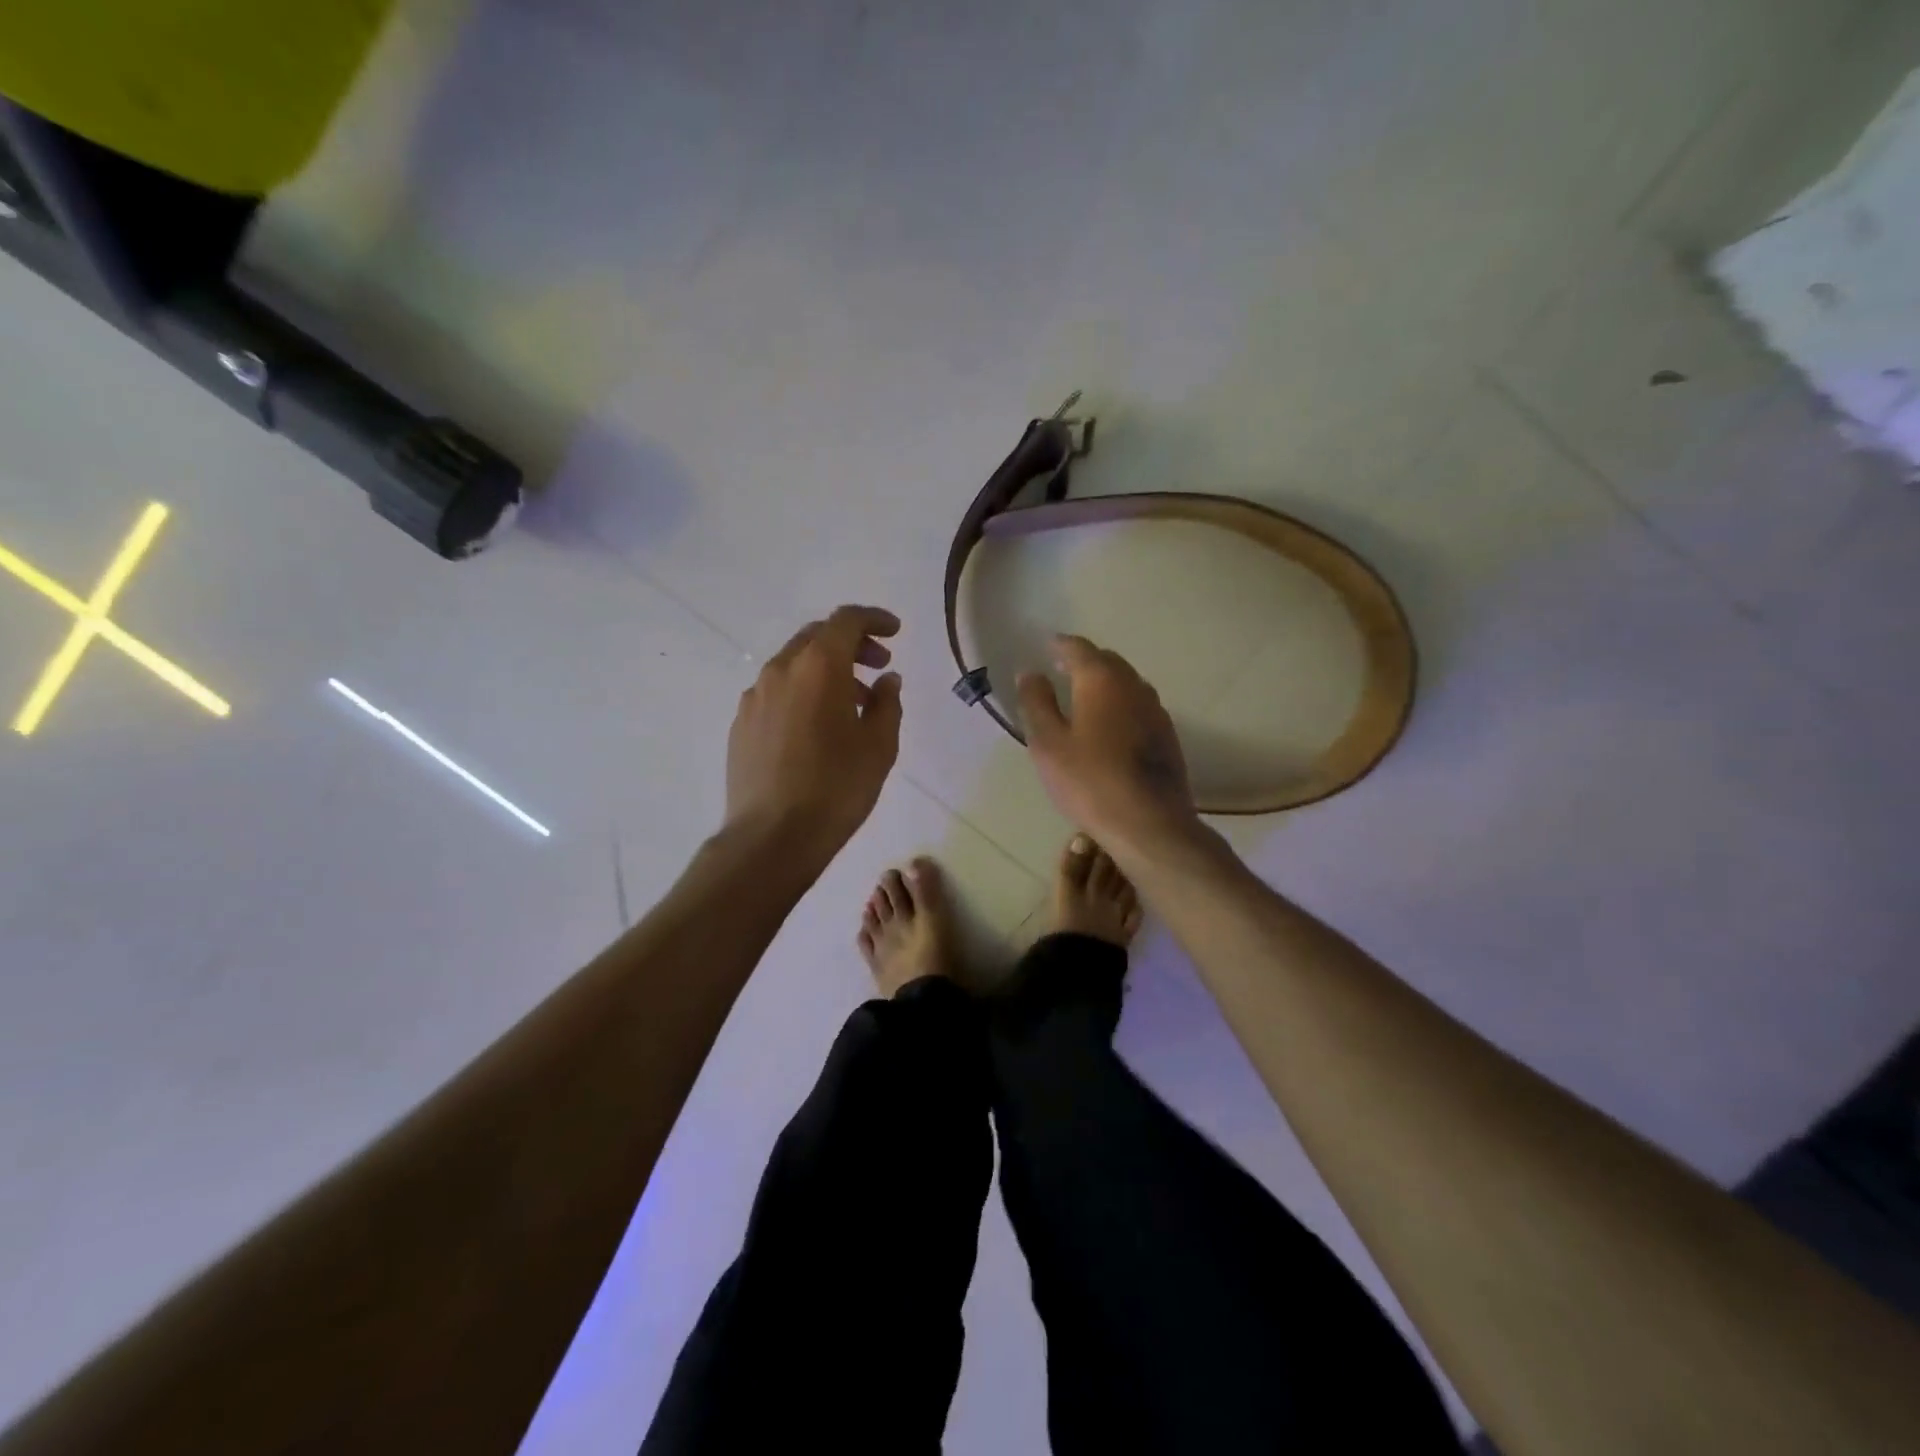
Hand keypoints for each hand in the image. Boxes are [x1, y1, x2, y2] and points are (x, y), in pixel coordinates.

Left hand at [725, 605, 903, 863]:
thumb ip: (886, 702)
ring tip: (852, 704)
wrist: (772, 837)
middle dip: (851, 644)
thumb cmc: (836, 788)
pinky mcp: (741, 724)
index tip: (895, 633)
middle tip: (878, 666)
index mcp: (818, 667)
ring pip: (795, 665)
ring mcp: (754, 697)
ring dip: (827, 671)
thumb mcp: (879, 746)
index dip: (874, 619)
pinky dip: (802, 692)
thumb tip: (886, 680)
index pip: (846, 620)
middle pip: (817, 637)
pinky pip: (776, 692)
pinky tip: (816, 728)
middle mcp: (780, 670)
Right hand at [1017, 634, 1200, 851]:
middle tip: (1062, 668)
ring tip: (1084, 694)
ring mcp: (1155, 710)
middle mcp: (1133, 685)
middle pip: (1107, 661)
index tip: (1046, 646)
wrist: (1149, 823)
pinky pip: (1138, 705)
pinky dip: (1120, 703)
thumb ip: (1036, 702)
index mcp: (1101, 680)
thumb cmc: (1089, 781)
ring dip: (1105, 682)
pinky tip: (1110, 724)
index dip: (1060, 645)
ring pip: (1127, 683)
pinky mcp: (1167, 735)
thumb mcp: (1048, 743)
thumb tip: (1030, 672)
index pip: (1078, 648)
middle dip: (1084, 661)